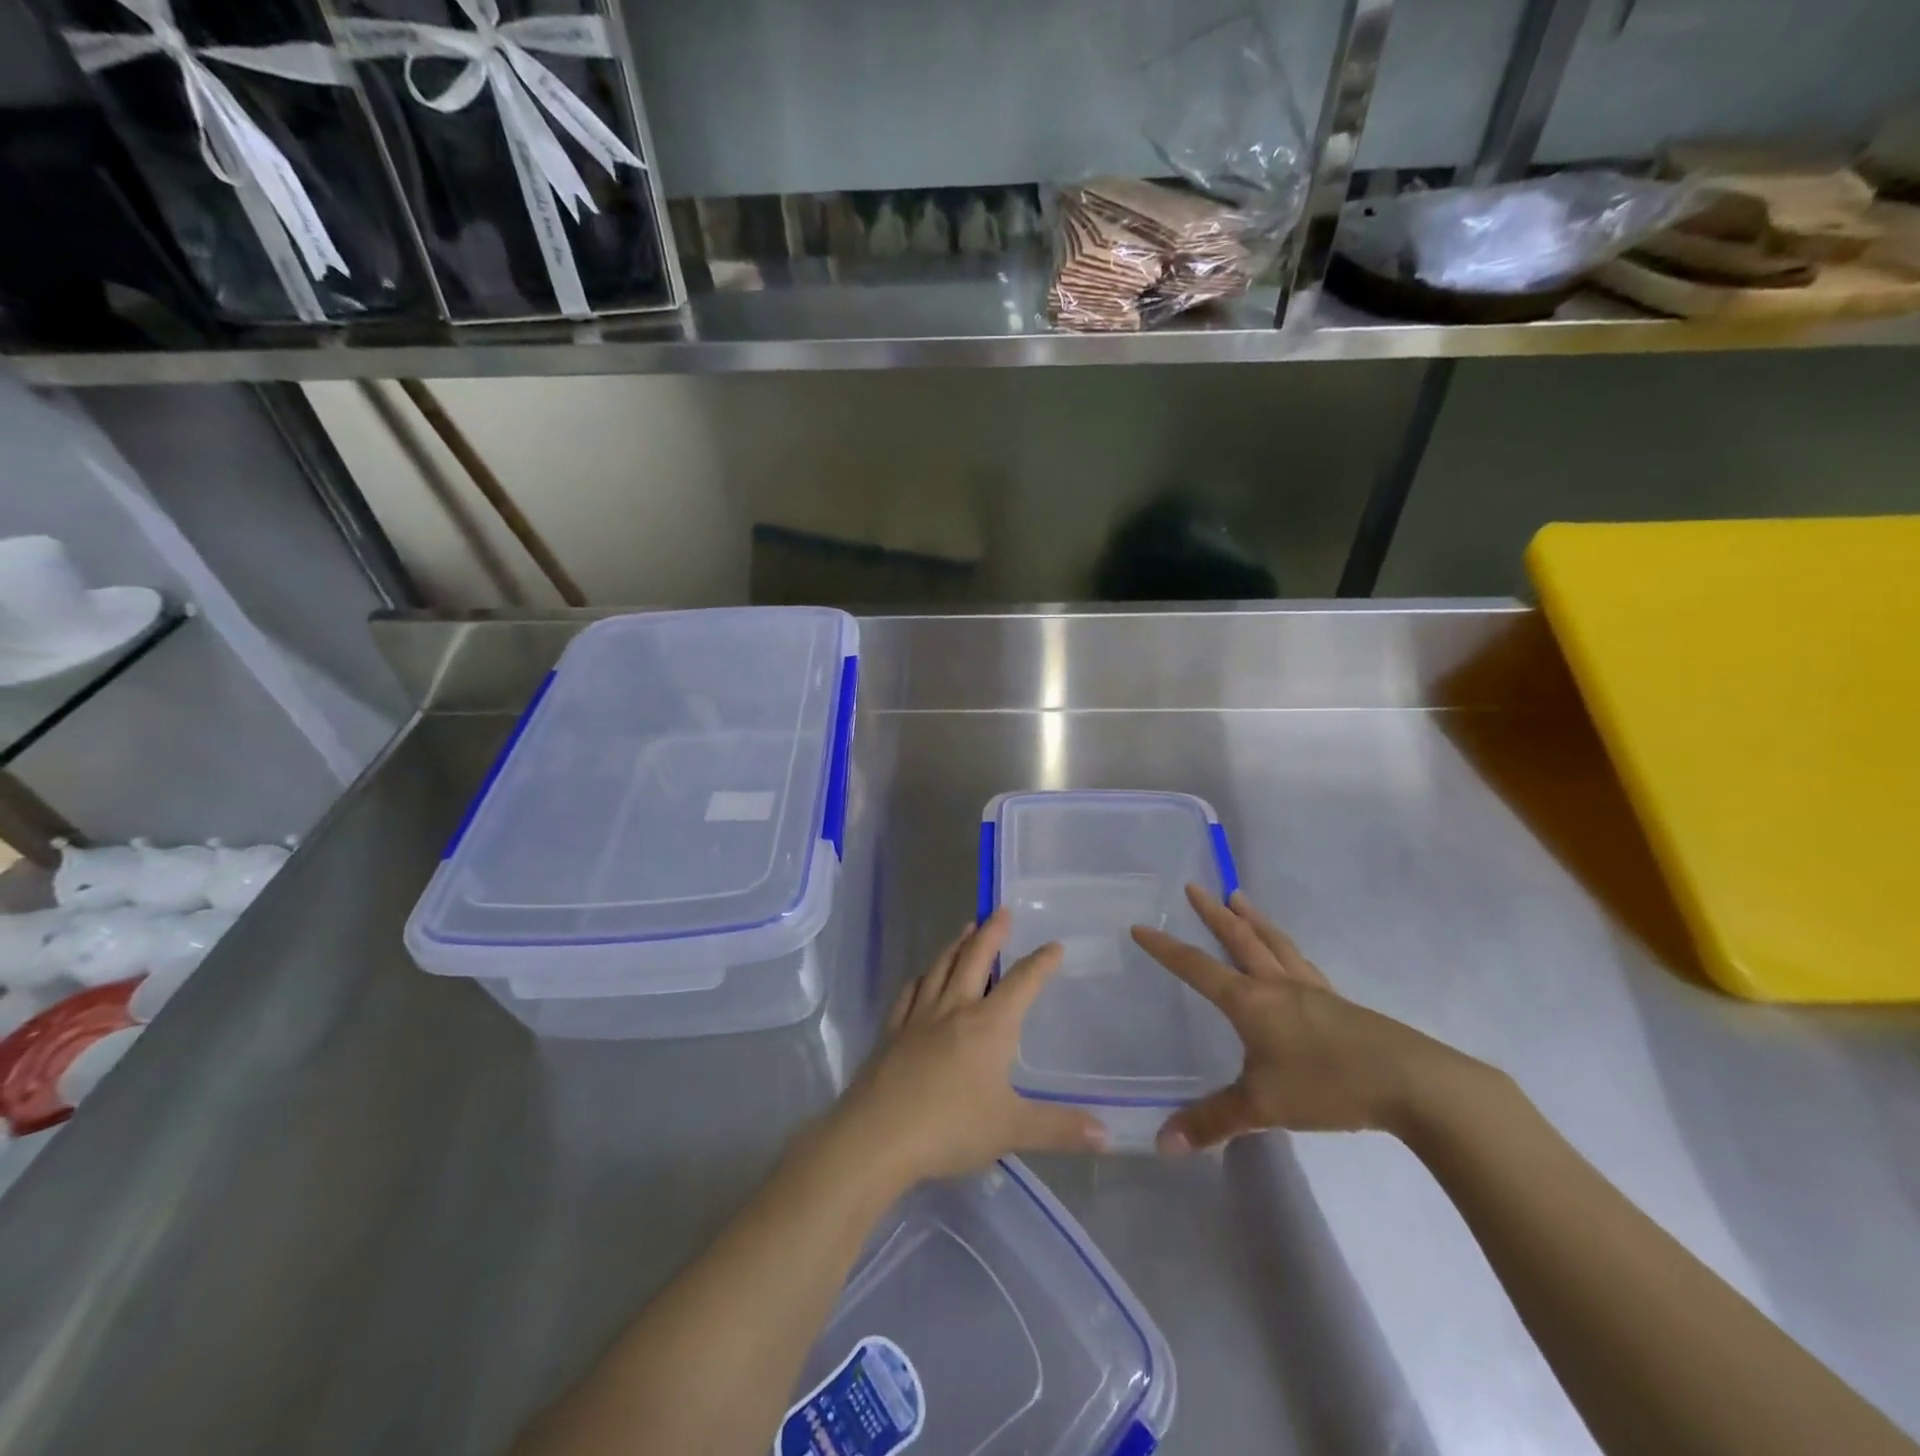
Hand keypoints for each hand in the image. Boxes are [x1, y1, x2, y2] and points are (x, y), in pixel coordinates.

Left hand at [829, 909, 1107, 1186]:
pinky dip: (921, 978)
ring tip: (966, 929)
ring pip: (940, 968)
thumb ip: (1059, 1128)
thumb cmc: (951, 1127)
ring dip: (956, 945)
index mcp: (989, 1025)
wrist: (878, 1135)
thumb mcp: (1012, 1130)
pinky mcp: (892, 1031)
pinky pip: (909, 993)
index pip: (1021, 983)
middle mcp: (955, 1009)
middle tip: (1001, 910)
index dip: (1041, 963)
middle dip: (991, 933)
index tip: (1054, 946)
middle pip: (975, 959)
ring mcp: (919, 1017)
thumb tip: (1108, 1135)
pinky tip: (921, 977)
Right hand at [1132, 886, 1472, 1150]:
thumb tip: (1161, 1144)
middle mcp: (1277, 985)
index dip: (1166, 949)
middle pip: (1240, 938)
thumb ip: (1211, 1121)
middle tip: (1194, 887)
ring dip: (1253, 919)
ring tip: (1239, 898)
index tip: (1141, 927)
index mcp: (1250, 1001)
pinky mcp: (1340, 1004)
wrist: (1411, 1083)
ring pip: (1274, 943)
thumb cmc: (1327, 1085)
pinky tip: (1290, 957)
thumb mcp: (1261, 1106)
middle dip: (1213, 913)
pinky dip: (1286, 949)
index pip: (1197, 968)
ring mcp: (1312, 991)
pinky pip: (1302, 964)